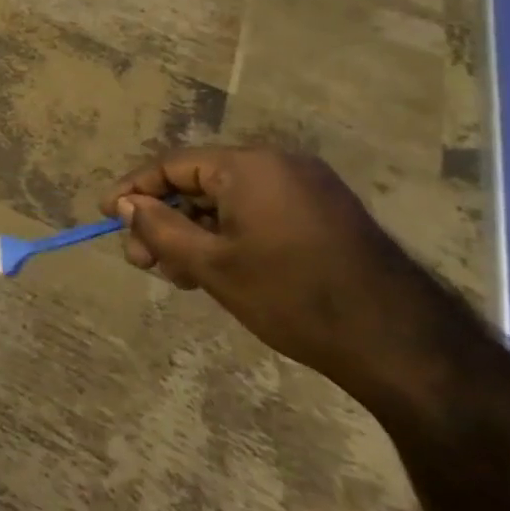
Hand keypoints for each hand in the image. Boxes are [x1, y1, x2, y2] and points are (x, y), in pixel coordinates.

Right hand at [100, 147, 439, 400]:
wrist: (403, 346)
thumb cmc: (293, 297)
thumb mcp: (211, 265)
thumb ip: (159, 228)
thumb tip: (128, 204)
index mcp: (250, 166)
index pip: (172, 166)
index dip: (133, 190)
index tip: (106, 214)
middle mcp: (279, 165)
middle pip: (198, 183)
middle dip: (164, 220)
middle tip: (143, 261)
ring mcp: (307, 189)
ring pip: (226, 201)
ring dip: (193, 232)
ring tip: (177, 275)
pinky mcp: (325, 214)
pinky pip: (257, 212)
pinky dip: (227, 235)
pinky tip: (215, 270)